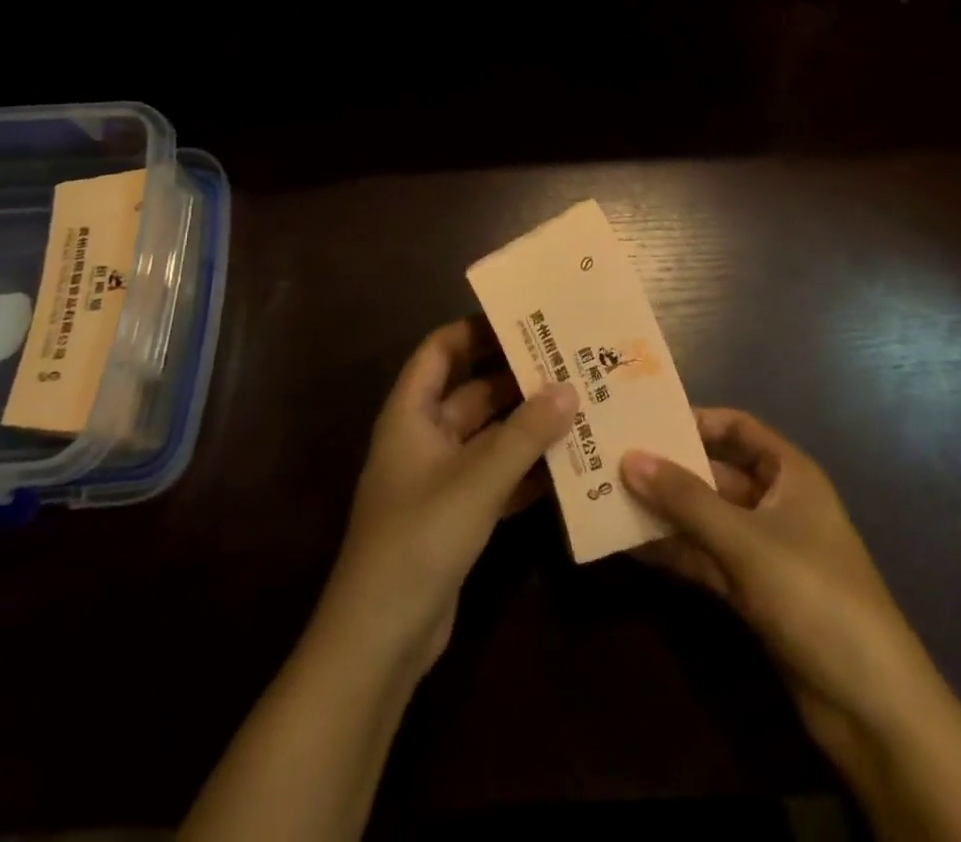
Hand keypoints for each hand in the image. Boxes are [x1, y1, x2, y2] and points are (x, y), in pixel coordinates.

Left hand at [316, 318, 578, 681]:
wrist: (380, 640)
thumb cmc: (418, 540)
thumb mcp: (476, 481)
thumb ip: (525, 435)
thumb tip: (569, 388)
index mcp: (411, 414)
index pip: (440, 350)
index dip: (476, 330)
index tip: (525, 320)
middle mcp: (424, 437)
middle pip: (472, 391)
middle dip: (517, 377)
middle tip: (569, 361)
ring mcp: (441, 477)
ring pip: (489, 435)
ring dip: (528, 424)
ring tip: (580, 403)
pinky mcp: (457, 514)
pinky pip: (497, 475)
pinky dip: (526, 468)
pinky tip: (569, 463)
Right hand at [621, 410, 911, 735]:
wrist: (870, 706)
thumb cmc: (814, 595)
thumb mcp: (745, 540)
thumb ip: (685, 499)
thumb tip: (629, 458)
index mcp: (790, 474)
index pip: (739, 428)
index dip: (696, 419)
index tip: (646, 419)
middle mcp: (777, 504)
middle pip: (716, 473)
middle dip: (670, 468)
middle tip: (613, 459)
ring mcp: (765, 550)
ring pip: (707, 518)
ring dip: (666, 511)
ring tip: (610, 498)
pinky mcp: (754, 593)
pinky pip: (707, 557)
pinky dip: (675, 551)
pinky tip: (632, 546)